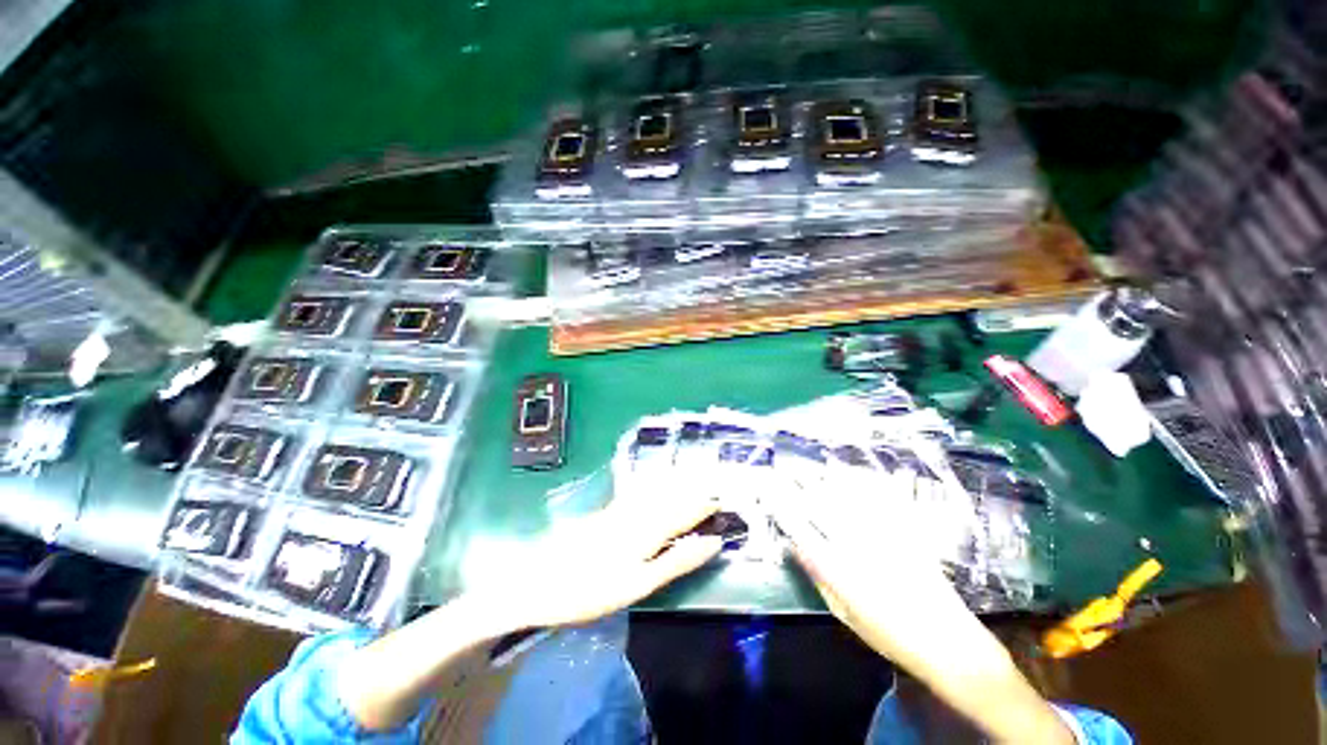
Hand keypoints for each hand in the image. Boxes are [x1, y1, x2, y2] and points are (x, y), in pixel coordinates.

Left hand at [469, 493, 724, 631]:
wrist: (539, 581)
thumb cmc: (591, 590)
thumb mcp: (639, 584)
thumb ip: (676, 560)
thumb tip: (711, 542)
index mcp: (648, 529)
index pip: (684, 512)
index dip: (703, 506)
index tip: (721, 501)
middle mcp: (636, 512)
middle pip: (670, 498)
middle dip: (692, 491)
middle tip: (712, 486)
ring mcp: (618, 510)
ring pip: (654, 491)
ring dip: (675, 485)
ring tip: (691, 479)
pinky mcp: (605, 512)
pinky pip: (637, 493)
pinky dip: (653, 487)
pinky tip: (653, 485)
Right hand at [765, 477, 985, 671]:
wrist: (949, 642)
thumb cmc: (890, 635)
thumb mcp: (844, 614)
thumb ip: (818, 577)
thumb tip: (795, 546)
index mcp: (839, 570)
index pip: (801, 528)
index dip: (782, 506)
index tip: (768, 490)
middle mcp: (857, 545)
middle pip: (820, 506)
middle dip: (797, 484)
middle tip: (781, 468)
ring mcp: (881, 535)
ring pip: (844, 497)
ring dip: (821, 479)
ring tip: (804, 465)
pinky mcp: (903, 530)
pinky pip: (876, 500)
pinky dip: (856, 483)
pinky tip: (844, 473)